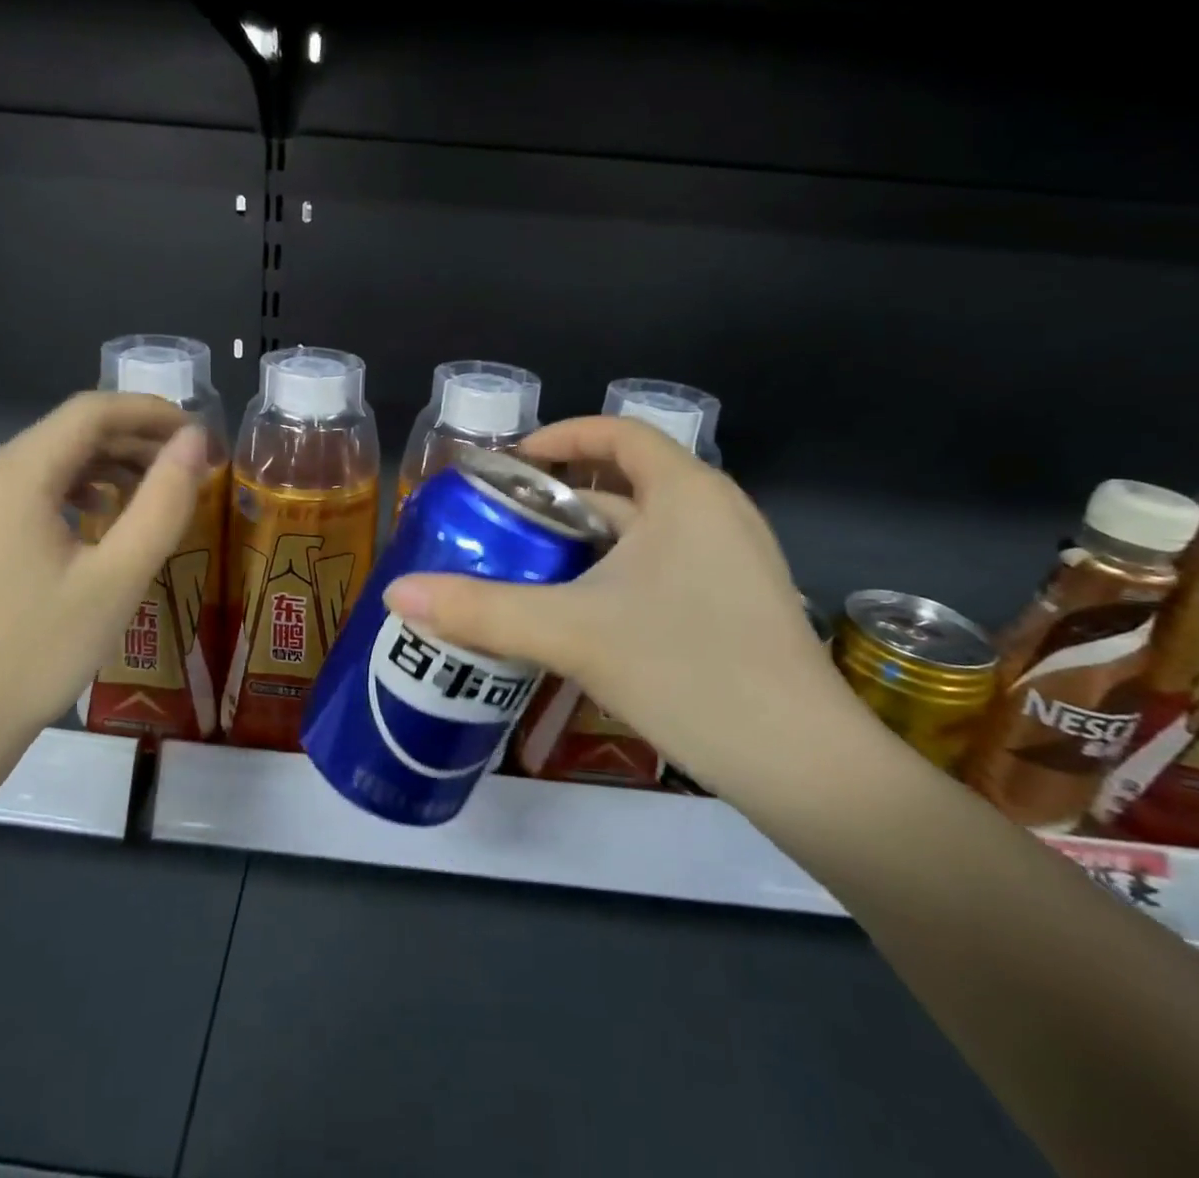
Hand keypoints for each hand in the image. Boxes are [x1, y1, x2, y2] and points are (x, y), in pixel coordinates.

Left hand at [0, 392, 211, 747]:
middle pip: (70, 432)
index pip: (91, 411)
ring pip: (52, 460)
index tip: (201, 435)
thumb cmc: (41, 650)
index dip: (151, 412)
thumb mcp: (119, 576)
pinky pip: (33, 489)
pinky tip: (105, 519)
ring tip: (158, 492)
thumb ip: (163, 501)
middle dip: (136, 439)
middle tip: (191, 467)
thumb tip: (195, 441)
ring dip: (110, 464)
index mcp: (15, 476)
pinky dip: (79, 489)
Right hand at [384, 416, 879, 803]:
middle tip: (502, 525)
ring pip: (643, 531)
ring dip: (585, 542)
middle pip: (625, 482)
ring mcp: (733, 560)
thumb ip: (480, 610)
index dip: (558, 437)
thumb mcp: (571, 632)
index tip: (507, 465)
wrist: (803, 766)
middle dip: (559, 499)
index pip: (616, 432)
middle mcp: (715, 512)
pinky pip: (663, 566)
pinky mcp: (737, 604)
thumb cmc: (688, 670)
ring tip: (528, 568)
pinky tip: (581, 615)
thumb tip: (396, 594)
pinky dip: (615, 573)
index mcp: (685, 492)